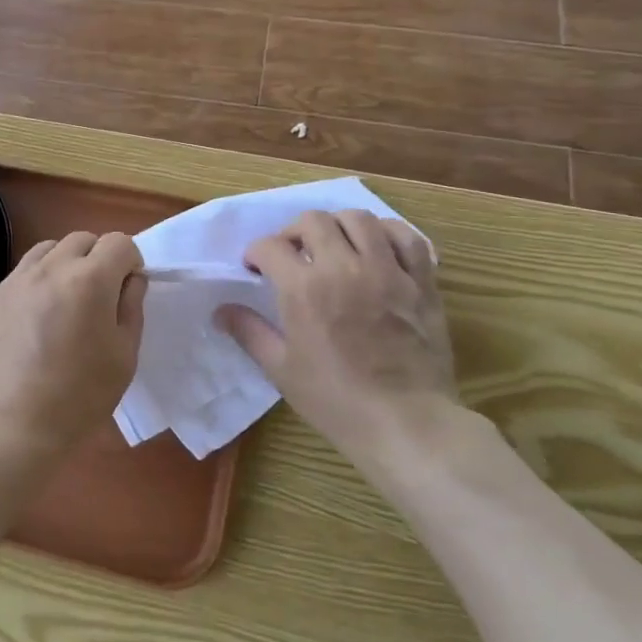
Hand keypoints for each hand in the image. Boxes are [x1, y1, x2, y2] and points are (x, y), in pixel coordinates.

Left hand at [0, 231, 145, 474]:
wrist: (5, 429)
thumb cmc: (77, 398)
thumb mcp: (124, 358)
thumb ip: (131, 308)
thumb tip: (130, 279)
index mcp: (89, 280)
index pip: (119, 242)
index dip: (130, 262)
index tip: (127, 290)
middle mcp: (49, 269)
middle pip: (82, 239)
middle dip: (98, 258)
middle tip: (98, 298)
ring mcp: (13, 281)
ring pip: (47, 251)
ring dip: (64, 265)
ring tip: (64, 304)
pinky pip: (19, 277)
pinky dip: (34, 287)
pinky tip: (31, 326)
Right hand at [217, 210, 455, 461]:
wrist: (406, 423)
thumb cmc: (337, 400)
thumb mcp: (282, 370)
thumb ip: (250, 332)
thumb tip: (221, 311)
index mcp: (304, 288)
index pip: (270, 246)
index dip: (256, 253)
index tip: (256, 267)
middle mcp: (343, 267)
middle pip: (312, 220)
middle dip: (293, 231)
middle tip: (292, 253)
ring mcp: (386, 270)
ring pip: (358, 218)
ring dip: (338, 225)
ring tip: (334, 245)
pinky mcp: (420, 280)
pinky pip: (406, 236)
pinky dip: (388, 233)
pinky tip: (378, 247)